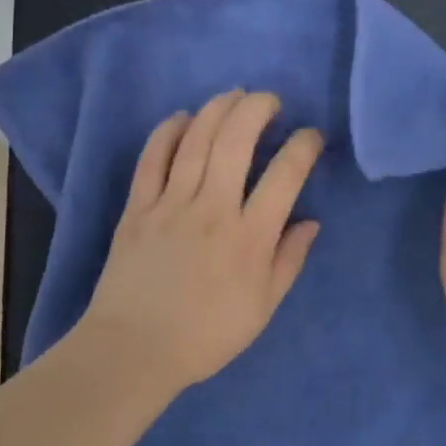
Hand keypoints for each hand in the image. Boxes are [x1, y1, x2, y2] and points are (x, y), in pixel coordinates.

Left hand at [78, 90, 323, 392]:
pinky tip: (182, 117)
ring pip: (196, 141)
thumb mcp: (263, 308)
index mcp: (249, 237)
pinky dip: (167, 132)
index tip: (311, 136)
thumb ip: (289, 261)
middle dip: (258, 109)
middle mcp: (212, 209)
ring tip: (234, 96)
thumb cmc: (206, 335)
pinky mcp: (137, 207)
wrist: (134, 350)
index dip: (304, 146)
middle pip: (237, 141)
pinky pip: (152, 159)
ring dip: (218, 109)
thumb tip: (310, 222)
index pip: (285, 175)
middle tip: (270, 101)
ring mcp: (170, 204)